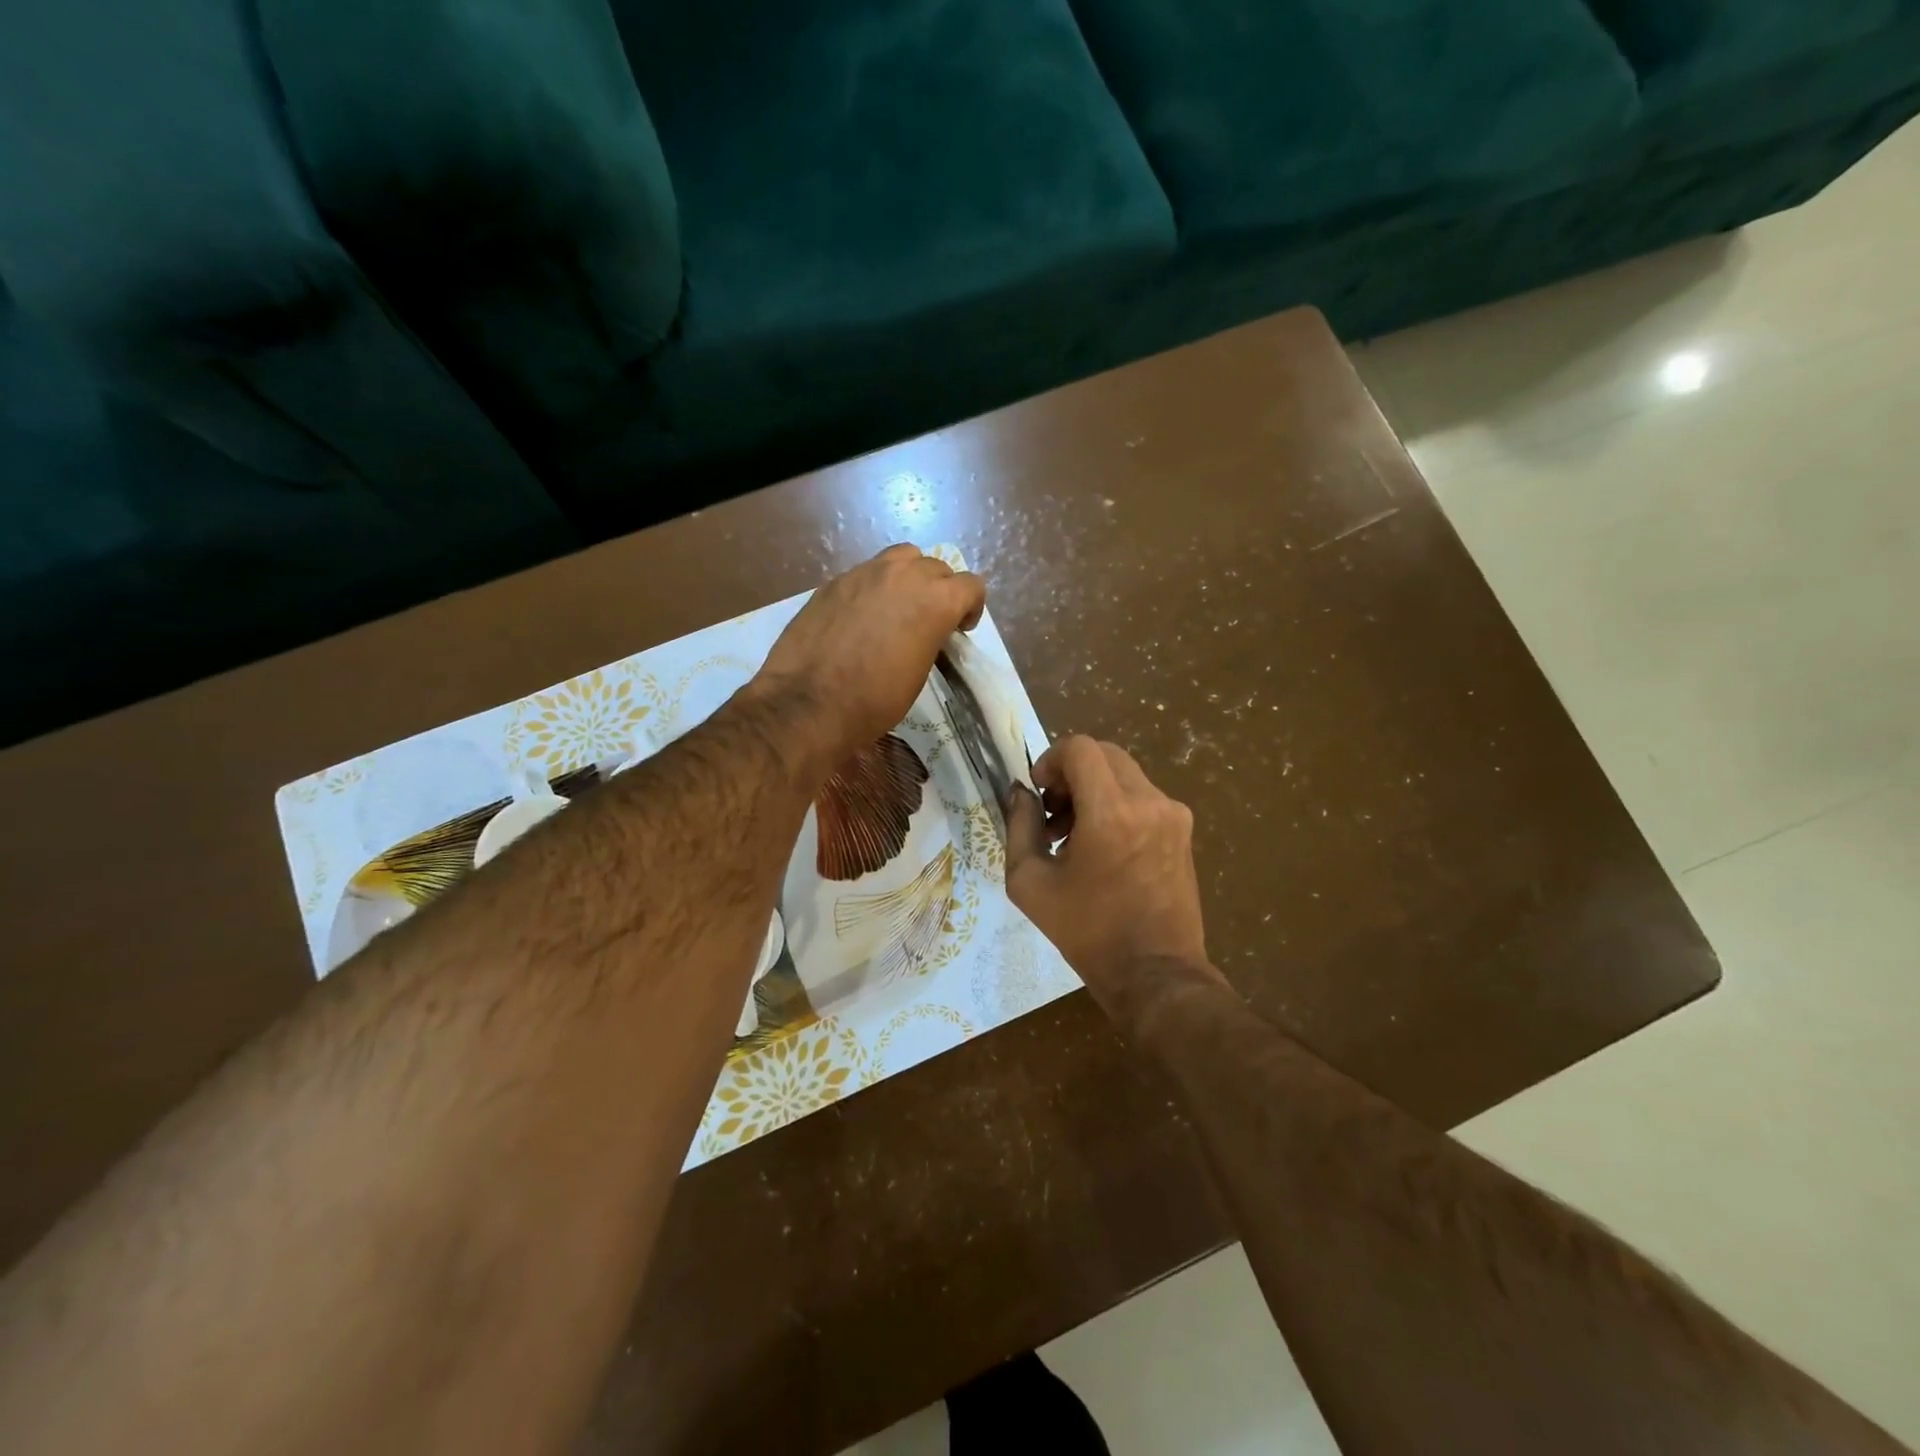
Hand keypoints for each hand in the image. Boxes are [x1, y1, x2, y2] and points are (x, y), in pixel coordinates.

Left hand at [752, 544, 985, 768]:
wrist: (808, 703)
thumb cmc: (874, 701)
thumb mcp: (918, 673)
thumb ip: (930, 637)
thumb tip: (923, 631)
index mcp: (935, 600)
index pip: (971, 585)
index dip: (970, 607)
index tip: (958, 629)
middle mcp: (903, 575)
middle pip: (936, 567)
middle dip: (940, 591)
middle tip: (928, 621)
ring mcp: (864, 573)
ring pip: (901, 557)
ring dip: (908, 577)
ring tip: (897, 607)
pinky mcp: (834, 581)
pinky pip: (865, 573)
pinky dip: (873, 588)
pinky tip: (859, 617)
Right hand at [1005, 737, 1220, 1023]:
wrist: (1154, 972)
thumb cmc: (1087, 931)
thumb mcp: (1029, 882)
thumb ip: (1019, 826)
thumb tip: (1021, 793)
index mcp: (1111, 812)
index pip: (1081, 748)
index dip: (1051, 759)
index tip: (1040, 792)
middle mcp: (1149, 802)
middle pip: (1104, 754)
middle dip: (1071, 774)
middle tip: (1054, 814)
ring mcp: (1173, 815)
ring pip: (1124, 774)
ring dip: (1094, 790)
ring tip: (1074, 837)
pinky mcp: (1184, 831)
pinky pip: (1143, 797)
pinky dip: (1117, 806)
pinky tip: (1104, 849)